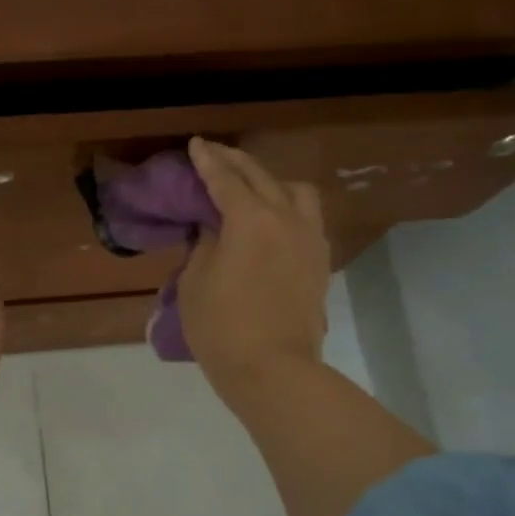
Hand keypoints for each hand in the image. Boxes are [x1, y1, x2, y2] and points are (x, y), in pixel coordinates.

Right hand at [181, 137, 330, 406]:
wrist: (273, 370)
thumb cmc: (222, 328)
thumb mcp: (195, 283)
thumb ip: (205, 246)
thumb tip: (216, 229)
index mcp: (251, 220)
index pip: (225, 180)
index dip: (207, 161)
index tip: (196, 145)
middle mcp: (287, 219)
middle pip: (262, 177)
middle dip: (236, 162)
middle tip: (216, 155)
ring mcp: (310, 240)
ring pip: (296, 192)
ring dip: (271, 182)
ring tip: (253, 188)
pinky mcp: (320, 263)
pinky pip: (307, 218)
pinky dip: (288, 207)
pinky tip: (275, 219)